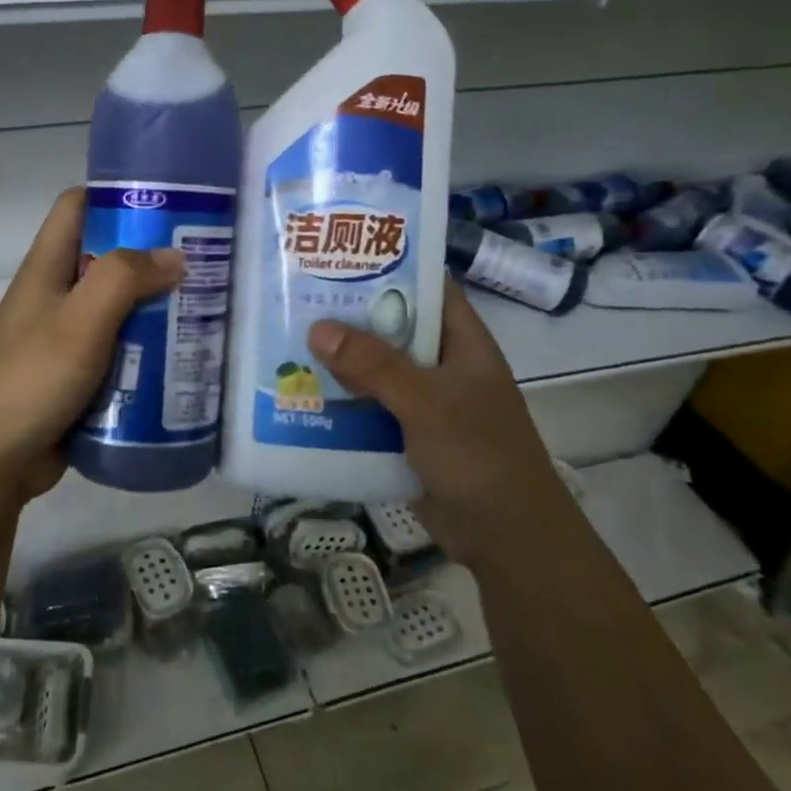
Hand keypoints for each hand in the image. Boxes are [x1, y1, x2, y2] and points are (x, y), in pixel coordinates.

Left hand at [0, 188, 184, 502]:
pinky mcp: (78, 374)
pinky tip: (184, 358)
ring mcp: (66, 336)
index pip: (78, 206)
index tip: (169, 205)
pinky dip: (148, 350)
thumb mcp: (80, 320)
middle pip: (108, 258)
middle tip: (206, 264)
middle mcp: (56, 294)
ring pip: (119, 307)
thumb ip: (125, 279)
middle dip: (153, 259)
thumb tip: (175, 257)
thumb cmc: (32, 377)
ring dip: (156, 309)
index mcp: (47, 267)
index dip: (117, 196)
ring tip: (207, 311)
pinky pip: (120, 349)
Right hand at [308, 275, 553, 513]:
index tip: (340, 252)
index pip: (427, 288)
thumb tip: (317, 328)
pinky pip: (366, 406)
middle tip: (296, 295)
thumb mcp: (427, 403)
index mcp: (462, 343)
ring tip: (285, 339)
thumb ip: (375, 365)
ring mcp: (423, 401)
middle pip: (391, 328)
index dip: (390, 266)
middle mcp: (441, 365)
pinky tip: (300, 392)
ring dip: (338, 360)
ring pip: (374, 369)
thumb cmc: (479, 456)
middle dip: (349, 315)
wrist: (505, 538)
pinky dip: (339, 400)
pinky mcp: (404, 434)